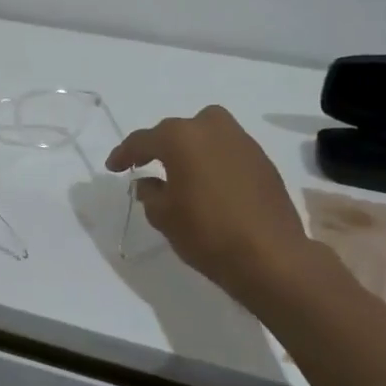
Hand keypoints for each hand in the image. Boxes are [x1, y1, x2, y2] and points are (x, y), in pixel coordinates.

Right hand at [107, 105, 327, 305]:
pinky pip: (228, 151)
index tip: (113, 167)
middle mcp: (212, 128)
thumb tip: (149, 182)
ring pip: (207, 134)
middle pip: (177, 130)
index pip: (143, 140)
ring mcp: (242, 142)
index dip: (124, 154)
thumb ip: (150, 193)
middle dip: (160, 146)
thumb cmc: (207, 233)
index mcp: (181, 137)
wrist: (271, 256)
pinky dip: (213, 160)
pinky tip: (209, 184)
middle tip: (145, 165)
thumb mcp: (164, 216)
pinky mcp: (263, 160)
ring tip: (180, 173)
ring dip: (190, 149)